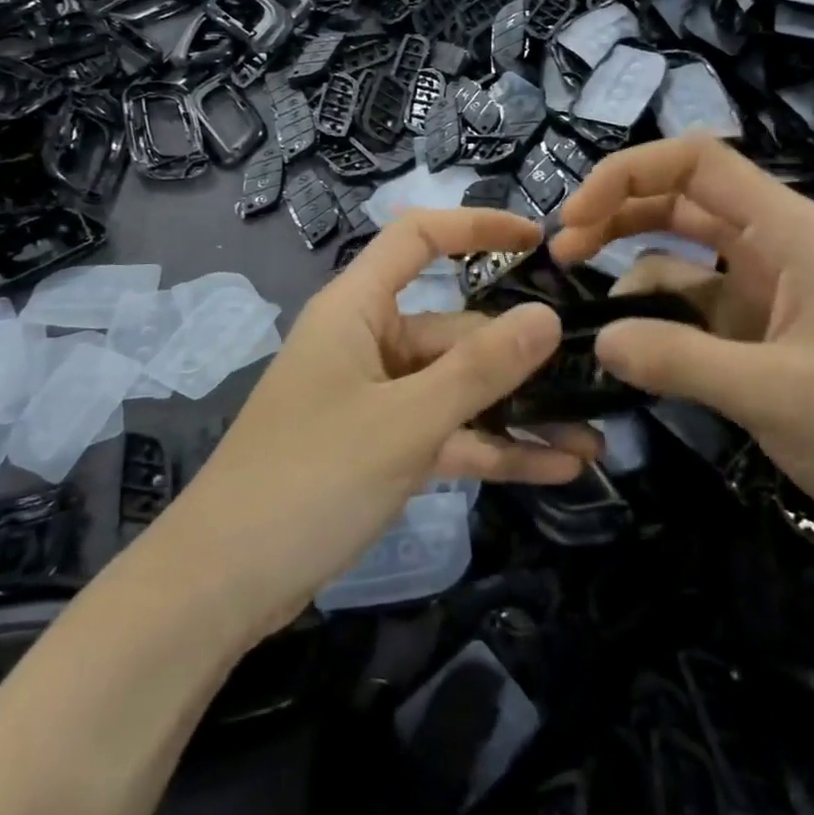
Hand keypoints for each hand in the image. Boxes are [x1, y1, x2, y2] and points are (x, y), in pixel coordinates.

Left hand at [161, 209, 597, 637]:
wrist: (220, 587)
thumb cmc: (309, 480)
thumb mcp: (405, 422)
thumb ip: (480, 369)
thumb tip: (548, 315)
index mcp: (357, 310)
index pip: (419, 239)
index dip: (478, 227)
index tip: (540, 241)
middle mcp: (367, 343)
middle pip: (454, 329)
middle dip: (520, 357)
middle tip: (593, 377)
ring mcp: (374, 399)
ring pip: (457, 390)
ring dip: (517, 413)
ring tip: (590, 438)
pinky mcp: (379, 448)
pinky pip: (445, 434)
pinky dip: (491, 449)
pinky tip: (554, 469)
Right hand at [551, 137, 813, 560]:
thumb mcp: (779, 393)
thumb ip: (680, 360)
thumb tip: (599, 341)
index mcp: (792, 233)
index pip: (698, 163)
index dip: (627, 174)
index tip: (574, 218)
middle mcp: (780, 250)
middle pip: (683, 203)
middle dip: (618, 217)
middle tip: (562, 255)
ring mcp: (774, 296)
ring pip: (687, 260)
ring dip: (636, 275)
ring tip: (592, 316)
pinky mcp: (770, 340)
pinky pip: (700, 313)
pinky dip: (663, 323)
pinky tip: (636, 352)